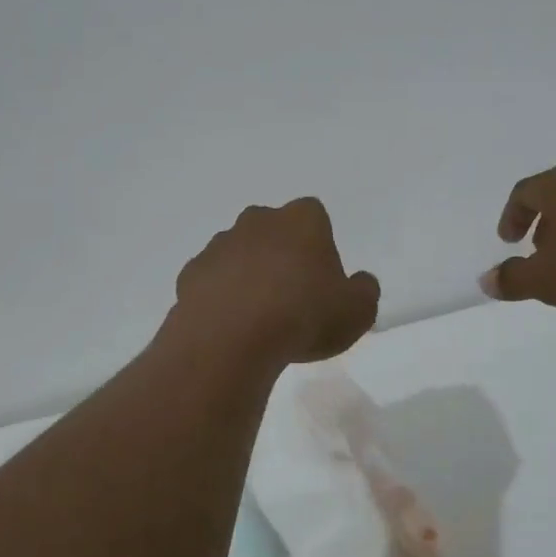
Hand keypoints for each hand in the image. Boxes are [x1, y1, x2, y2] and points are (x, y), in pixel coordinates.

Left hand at [171, 198, 380, 366]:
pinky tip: (231, 326)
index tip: (323, 279)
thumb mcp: (358, 311)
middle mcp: (258, 221)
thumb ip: (364, 291)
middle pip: (274, 230)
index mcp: (302, 220)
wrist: (230, 340)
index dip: (320, 245)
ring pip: (240, 253)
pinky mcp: (191, 273)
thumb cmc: (304, 316)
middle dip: (281, 255)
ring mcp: (220, 245)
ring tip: (259, 318)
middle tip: (292, 297)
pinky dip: (221, 296)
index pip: (314, 216)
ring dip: (249, 275)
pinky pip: (213, 280)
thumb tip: (359, 282)